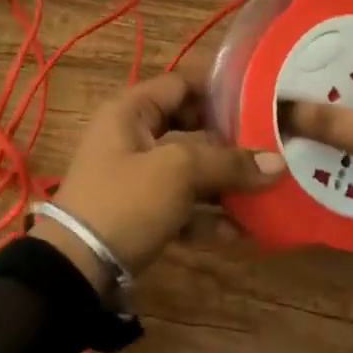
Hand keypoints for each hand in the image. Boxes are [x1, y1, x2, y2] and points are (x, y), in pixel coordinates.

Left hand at [33, 72, 281, 292]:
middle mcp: (132, 136)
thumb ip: (227, 163)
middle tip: (272, 145)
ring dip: (225, 182)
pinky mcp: (140, 213)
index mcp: (131, 110)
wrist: (76, 270)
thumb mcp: (177, 172)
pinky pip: (182, 206)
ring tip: (267, 191)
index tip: (262, 96)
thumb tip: (277, 163)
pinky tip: (242, 232)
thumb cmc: (124, 201)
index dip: (220, 87)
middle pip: (190, 127)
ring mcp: (136, 177)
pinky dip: (208, 216)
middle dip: (230, 140)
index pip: (181, 83)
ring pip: (189, 170)